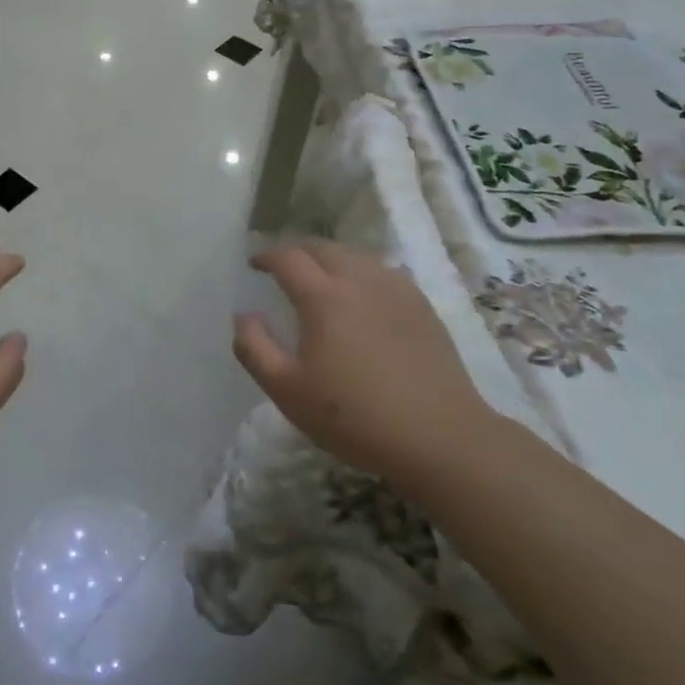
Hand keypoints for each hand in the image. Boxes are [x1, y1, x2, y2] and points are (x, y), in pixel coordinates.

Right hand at [232, 240, 497, 488]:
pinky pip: (383, 271)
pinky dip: (361, 270)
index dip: (266, 256)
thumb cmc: (354, 417)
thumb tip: (244, 315)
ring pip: (355, 255)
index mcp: (323, 298)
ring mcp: (396, 290)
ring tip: (319, 276)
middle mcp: (359, 281)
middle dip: (296, 251)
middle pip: (322, 247)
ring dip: (329, 257)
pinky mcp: (422, 306)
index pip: (288, 258)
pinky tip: (362, 293)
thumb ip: (255, 348)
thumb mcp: (287, 391)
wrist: (440, 437)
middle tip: (282, 266)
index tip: (254, 265)